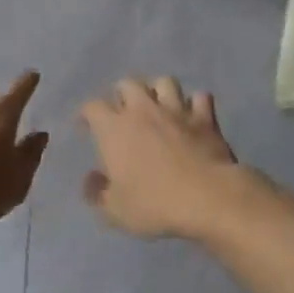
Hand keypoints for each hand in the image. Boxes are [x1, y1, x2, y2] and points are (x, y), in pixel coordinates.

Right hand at [80, 77, 243, 238]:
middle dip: (122, 94)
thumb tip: (91, 179)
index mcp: (114, 129)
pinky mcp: (205, 118)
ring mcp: (177, 110)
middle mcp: (143, 110)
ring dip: (158, 90)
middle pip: (128, 83)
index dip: (86, 114)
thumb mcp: (115, 210)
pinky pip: (200, 97)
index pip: (92, 107)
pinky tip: (193, 114)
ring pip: (165, 82)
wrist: (207, 198)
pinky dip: (195, 103)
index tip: (86, 127)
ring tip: (157, 105)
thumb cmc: (154, 203)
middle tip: (123, 112)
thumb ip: (97, 193)